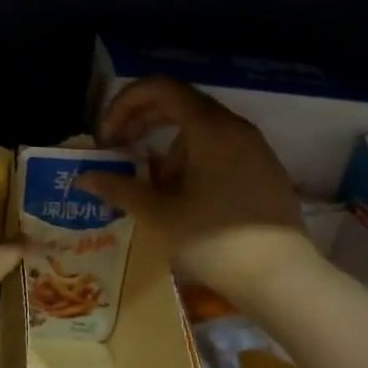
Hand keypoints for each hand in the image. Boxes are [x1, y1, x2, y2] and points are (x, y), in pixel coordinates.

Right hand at [81, 76, 315, 300]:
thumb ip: (119, 188)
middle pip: (179, 104)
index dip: (124, 103)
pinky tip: (183, 196)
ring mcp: (254, 149)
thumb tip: (85, 177)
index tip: (106, 136)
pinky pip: (220, 149)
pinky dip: (192, 159)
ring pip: (199, 130)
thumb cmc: (215, 241)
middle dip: (141, 122)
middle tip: (117, 150)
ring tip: (151, 186)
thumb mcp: (159, 215)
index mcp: (209, 128)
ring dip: (166, 147)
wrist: (282, 279)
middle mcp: (235, 128)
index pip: (160, 88)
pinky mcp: (264, 171)